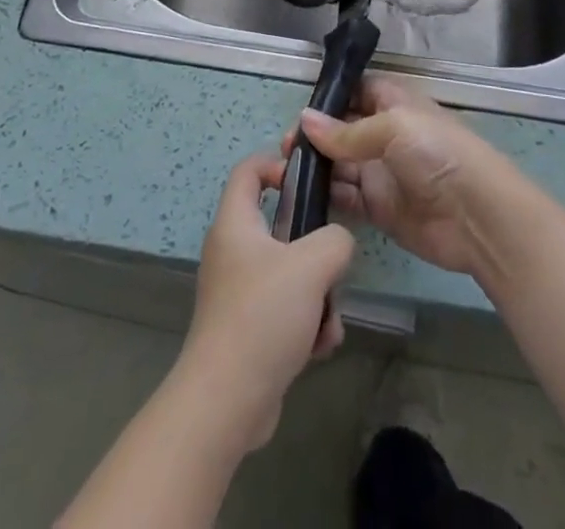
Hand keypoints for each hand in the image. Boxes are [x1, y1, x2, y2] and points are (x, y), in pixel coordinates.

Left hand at [173, 153, 354, 452]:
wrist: (227, 401)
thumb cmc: (263, 315)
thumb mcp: (311, 265)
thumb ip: (335, 240)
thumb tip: (337, 243)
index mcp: (235, 223)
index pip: (248, 170)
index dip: (277, 163)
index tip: (308, 181)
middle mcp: (232, 252)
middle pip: (279, 227)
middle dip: (314, 248)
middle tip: (331, 262)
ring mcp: (238, 293)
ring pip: (290, 274)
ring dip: (317, 295)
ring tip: (325, 319)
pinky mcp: (248, 329)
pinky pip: (287, 311)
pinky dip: (307, 326)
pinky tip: (317, 347)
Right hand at [289, 76, 516, 279]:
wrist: (478, 217)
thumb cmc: (438, 154)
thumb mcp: (393, 128)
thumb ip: (346, 131)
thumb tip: (304, 120)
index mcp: (394, 104)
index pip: (355, 92)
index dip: (329, 98)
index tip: (300, 110)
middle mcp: (385, 134)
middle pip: (341, 130)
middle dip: (314, 136)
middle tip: (286, 148)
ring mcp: (381, 172)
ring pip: (338, 164)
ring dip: (314, 166)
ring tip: (283, 171)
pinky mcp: (379, 208)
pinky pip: (345, 197)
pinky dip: (325, 196)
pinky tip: (301, 195)